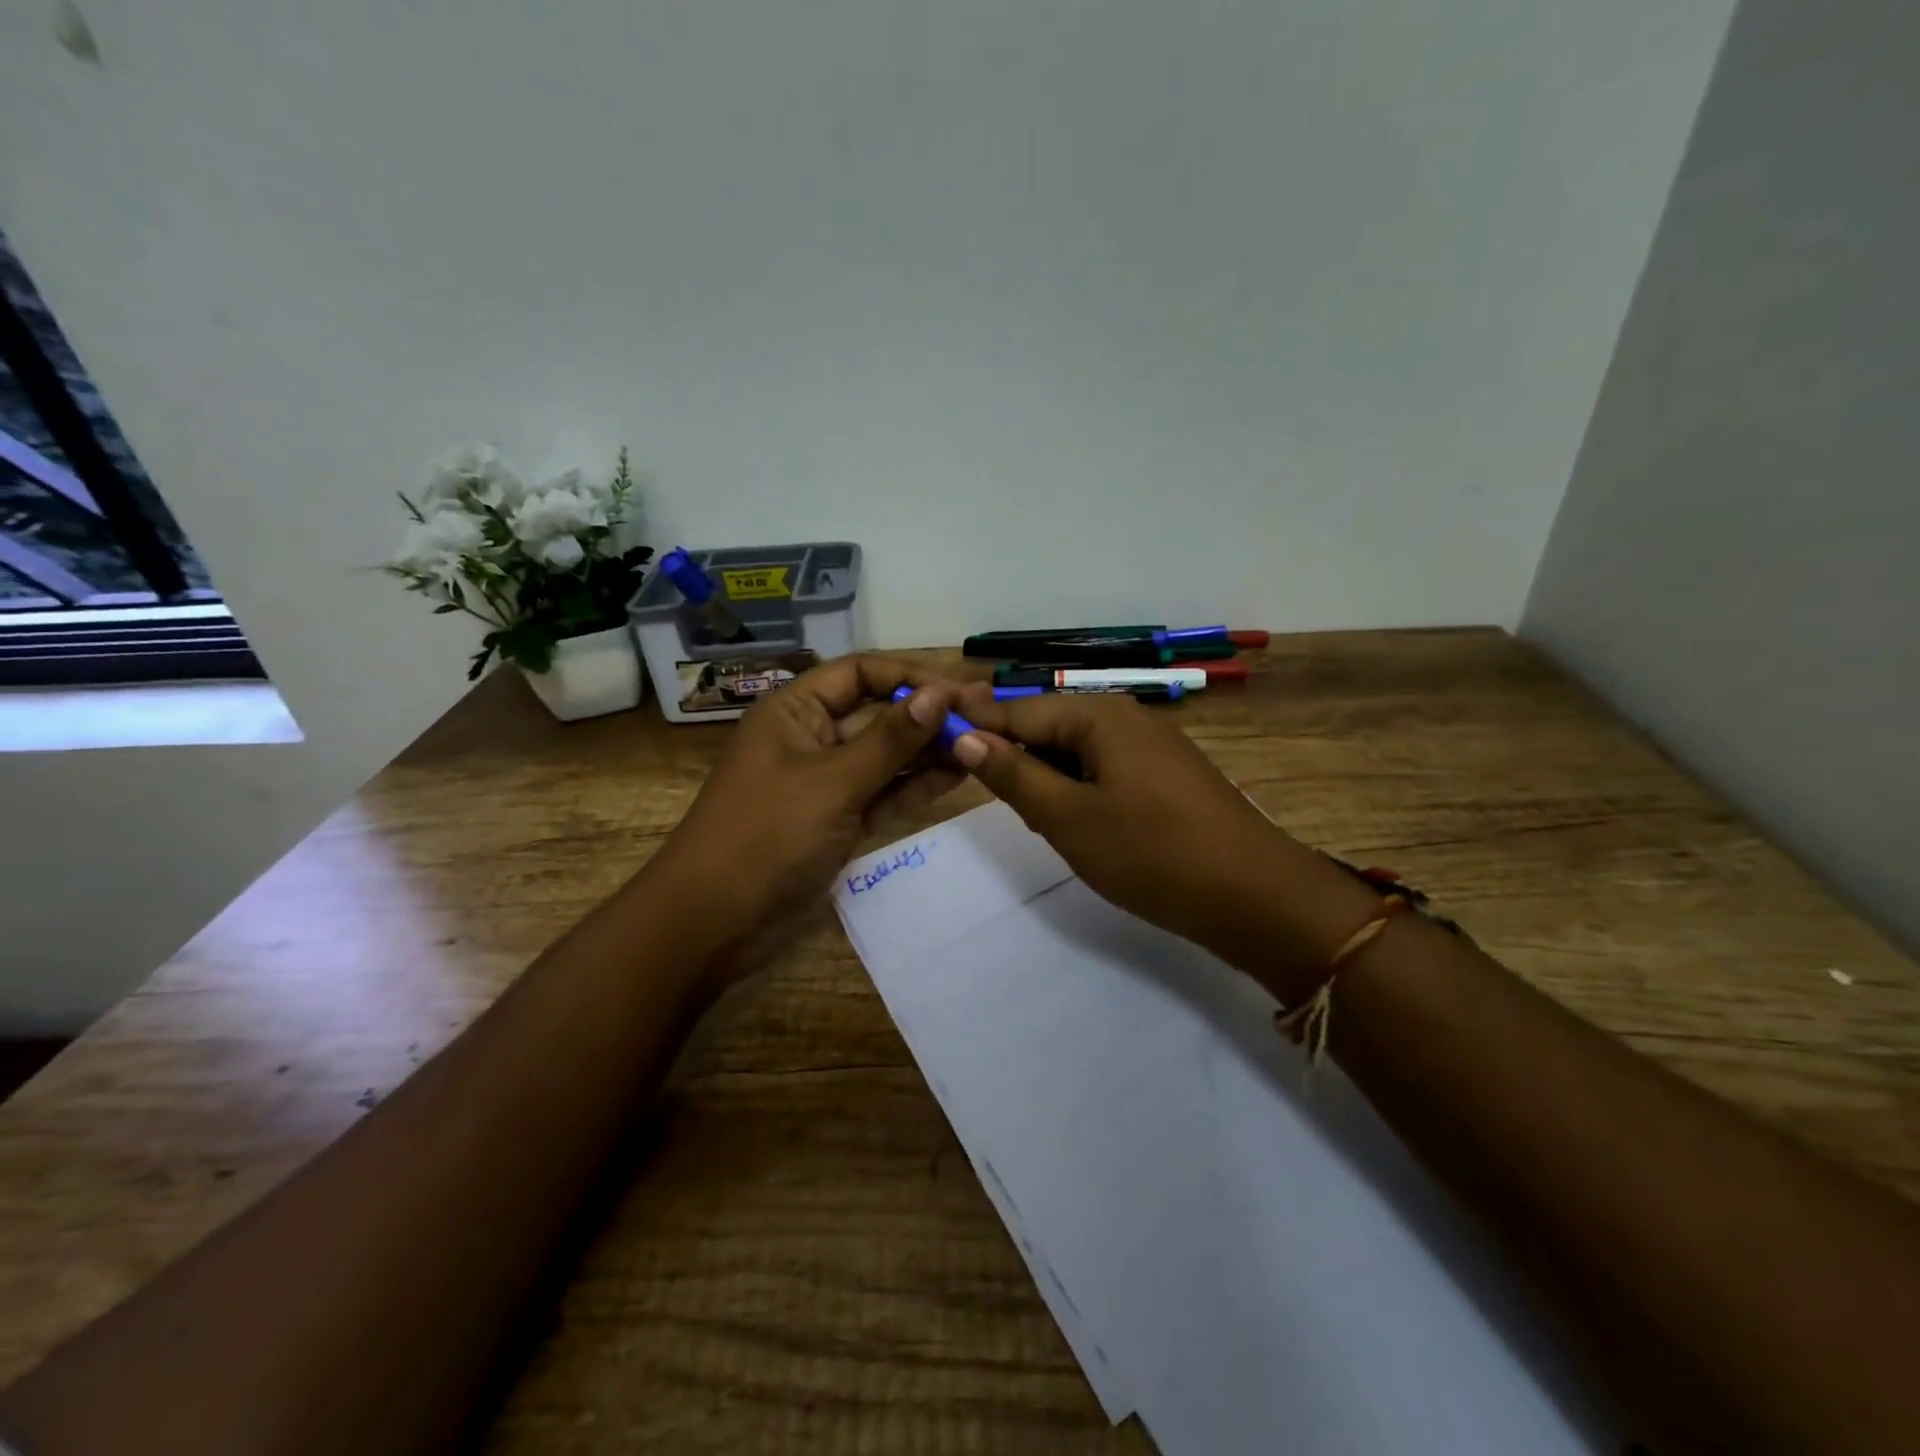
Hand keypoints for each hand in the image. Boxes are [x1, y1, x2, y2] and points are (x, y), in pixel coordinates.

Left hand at [654, 655, 967, 969]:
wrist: (715, 923)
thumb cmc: (767, 835)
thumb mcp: (833, 781)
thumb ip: (891, 739)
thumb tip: (940, 694)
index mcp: (795, 710)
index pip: (861, 673)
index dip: (911, 675)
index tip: (961, 690)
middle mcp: (812, 737)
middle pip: (878, 713)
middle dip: (928, 714)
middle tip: (987, 717)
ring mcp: (827, 782)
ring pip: (886, 756)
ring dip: (929, 750)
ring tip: (983, 744)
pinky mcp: (839, 821)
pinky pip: (884, 793)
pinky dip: (916, 785)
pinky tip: (958, 775)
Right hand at [949, 689, 1378, 997]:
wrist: (1254, 896)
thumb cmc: (1151, 854)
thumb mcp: (1068, 818)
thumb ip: (1013, 775)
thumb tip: (964, 737)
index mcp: (1098, 715)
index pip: (1017, 710)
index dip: (973, 725)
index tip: (928, 737)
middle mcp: (1124, 715)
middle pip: (1046, 725)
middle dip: (1009, 754)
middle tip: (969, 785)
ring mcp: (1149, 744)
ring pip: (1073, 750)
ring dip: (1041, 775)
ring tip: (1013, 807)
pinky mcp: (1163, 773)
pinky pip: (1101, 768)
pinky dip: (1074, 787)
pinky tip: (1063, 816)